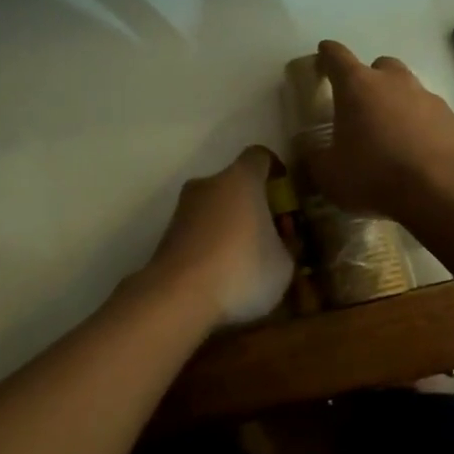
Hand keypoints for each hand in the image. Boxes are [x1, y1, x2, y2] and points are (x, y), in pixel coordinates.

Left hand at [147, 145, 293, 328]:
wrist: (177, 296)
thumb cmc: (241, 269)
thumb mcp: (284, 264)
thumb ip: (286, 245)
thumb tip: (280, 241)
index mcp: (241, 178)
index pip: (260, 157)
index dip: (274, 170)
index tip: (283, 193)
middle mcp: (209, 183)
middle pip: (236, 184)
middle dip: (254, 205)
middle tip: (270, 237)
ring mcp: (183, 208)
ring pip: (215, 208)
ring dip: (231, 226)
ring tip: (246, 263)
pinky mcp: (167, 234)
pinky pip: (198, 232)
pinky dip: (211, 245)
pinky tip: (221, 275)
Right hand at [313, 40, 453, 218]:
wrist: (442, 188)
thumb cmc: (375, 174)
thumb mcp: (329, 174)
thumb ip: (314, 158)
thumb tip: (309, 150)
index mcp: (356, 85)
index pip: (336, 56)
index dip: (327, 54)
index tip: (322, 55)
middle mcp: (392, 81)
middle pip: (378, 66)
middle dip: (369, 80)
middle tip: (361, 106)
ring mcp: (425, 96)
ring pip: (407, 88)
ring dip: (396, 102)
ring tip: (390, 134)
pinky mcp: (451, 117)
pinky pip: (429, 112)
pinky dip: (420, 124)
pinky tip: (416, 151)